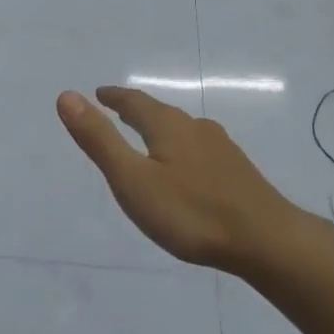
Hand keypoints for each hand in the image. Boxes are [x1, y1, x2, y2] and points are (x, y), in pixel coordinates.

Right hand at [57, 88, 304, 271]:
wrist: (266, 240)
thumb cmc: (191, 212)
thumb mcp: (133, 179)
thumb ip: (100, 140)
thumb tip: (67, 95)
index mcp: (167, 126)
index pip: (134, 101)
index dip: (114, 97)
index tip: (99, 93)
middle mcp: (195, 128)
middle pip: (160, 112)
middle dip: (137, 111)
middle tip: (119, 111)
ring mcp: (221, 148)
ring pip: (183, 130)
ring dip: (161, 129)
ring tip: (149, 138)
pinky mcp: (238, 171)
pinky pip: (200, 148)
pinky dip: (182, 148)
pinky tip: (188, 169)